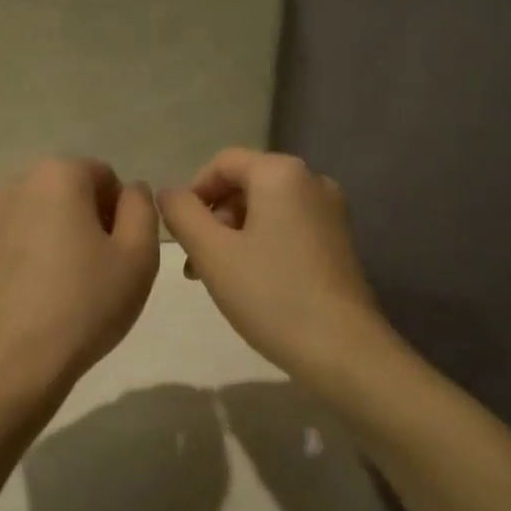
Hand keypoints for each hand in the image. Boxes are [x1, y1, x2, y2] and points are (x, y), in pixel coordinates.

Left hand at [0, 158, 160, 398]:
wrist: (10, 364)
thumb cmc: (85, 304)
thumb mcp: (139, 255)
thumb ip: (142, 208)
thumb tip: (130, 191)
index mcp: (57, 177)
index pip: (103, 175)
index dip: (121, 212)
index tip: (121, 252)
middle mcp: (13, 187)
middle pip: (64, 193)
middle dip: (85, 222)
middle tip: (98, 271)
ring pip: (33, 220)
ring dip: (52, 240)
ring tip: (63, 289)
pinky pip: (6, 250)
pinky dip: (22, 264)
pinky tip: (31, 303)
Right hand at [158, 148, 390, 384]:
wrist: (342, 348)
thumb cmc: (270, 294)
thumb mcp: (212, 253)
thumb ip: (182, 214)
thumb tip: (167, 192)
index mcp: (281, 173)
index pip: (223, 162)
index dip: (193, 192)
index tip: (179, 234)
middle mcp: (312, 180)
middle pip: (246, 184)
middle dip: (213, 218)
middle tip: (195, 263)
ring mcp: (330, 211)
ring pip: (266, 209)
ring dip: (233, 235)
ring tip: (217, 277)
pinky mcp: (339, 241)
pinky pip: (288, 227)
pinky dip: (261, 244)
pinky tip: (250, 282)